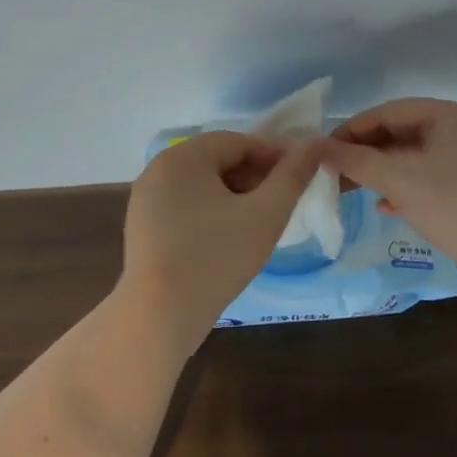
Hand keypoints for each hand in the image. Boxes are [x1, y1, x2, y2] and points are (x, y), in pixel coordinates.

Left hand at [120, 132, 323, 351]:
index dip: (272, 157)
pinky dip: (208, 212)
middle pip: (217, 160)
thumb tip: (315, 144)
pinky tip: (225, 240)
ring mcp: (145, 198)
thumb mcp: (266, 215)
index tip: (296, 181)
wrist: (159, 315)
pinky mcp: (141, 225)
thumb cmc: (217, 258)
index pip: (238, 142)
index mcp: (183, 156)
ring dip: (233, 195)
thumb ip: (292, 176)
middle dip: (252, 177)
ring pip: (200, 184)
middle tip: (279, 205)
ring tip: (256, 224)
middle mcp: (158, 168)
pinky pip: (183, 204)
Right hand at [320, 98, 456, 307]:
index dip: (351, 130)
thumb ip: (356, 162)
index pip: (387, 112)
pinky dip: (404, 192)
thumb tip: (315, 147)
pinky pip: (429, 185)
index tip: (320, 152)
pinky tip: (385, 207)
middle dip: (364, 153)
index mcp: (447, 117)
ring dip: (381, 174)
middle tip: (330, 175)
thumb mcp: (402, 179)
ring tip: (348, 191)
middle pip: (400, 135)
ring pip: (413, 162)